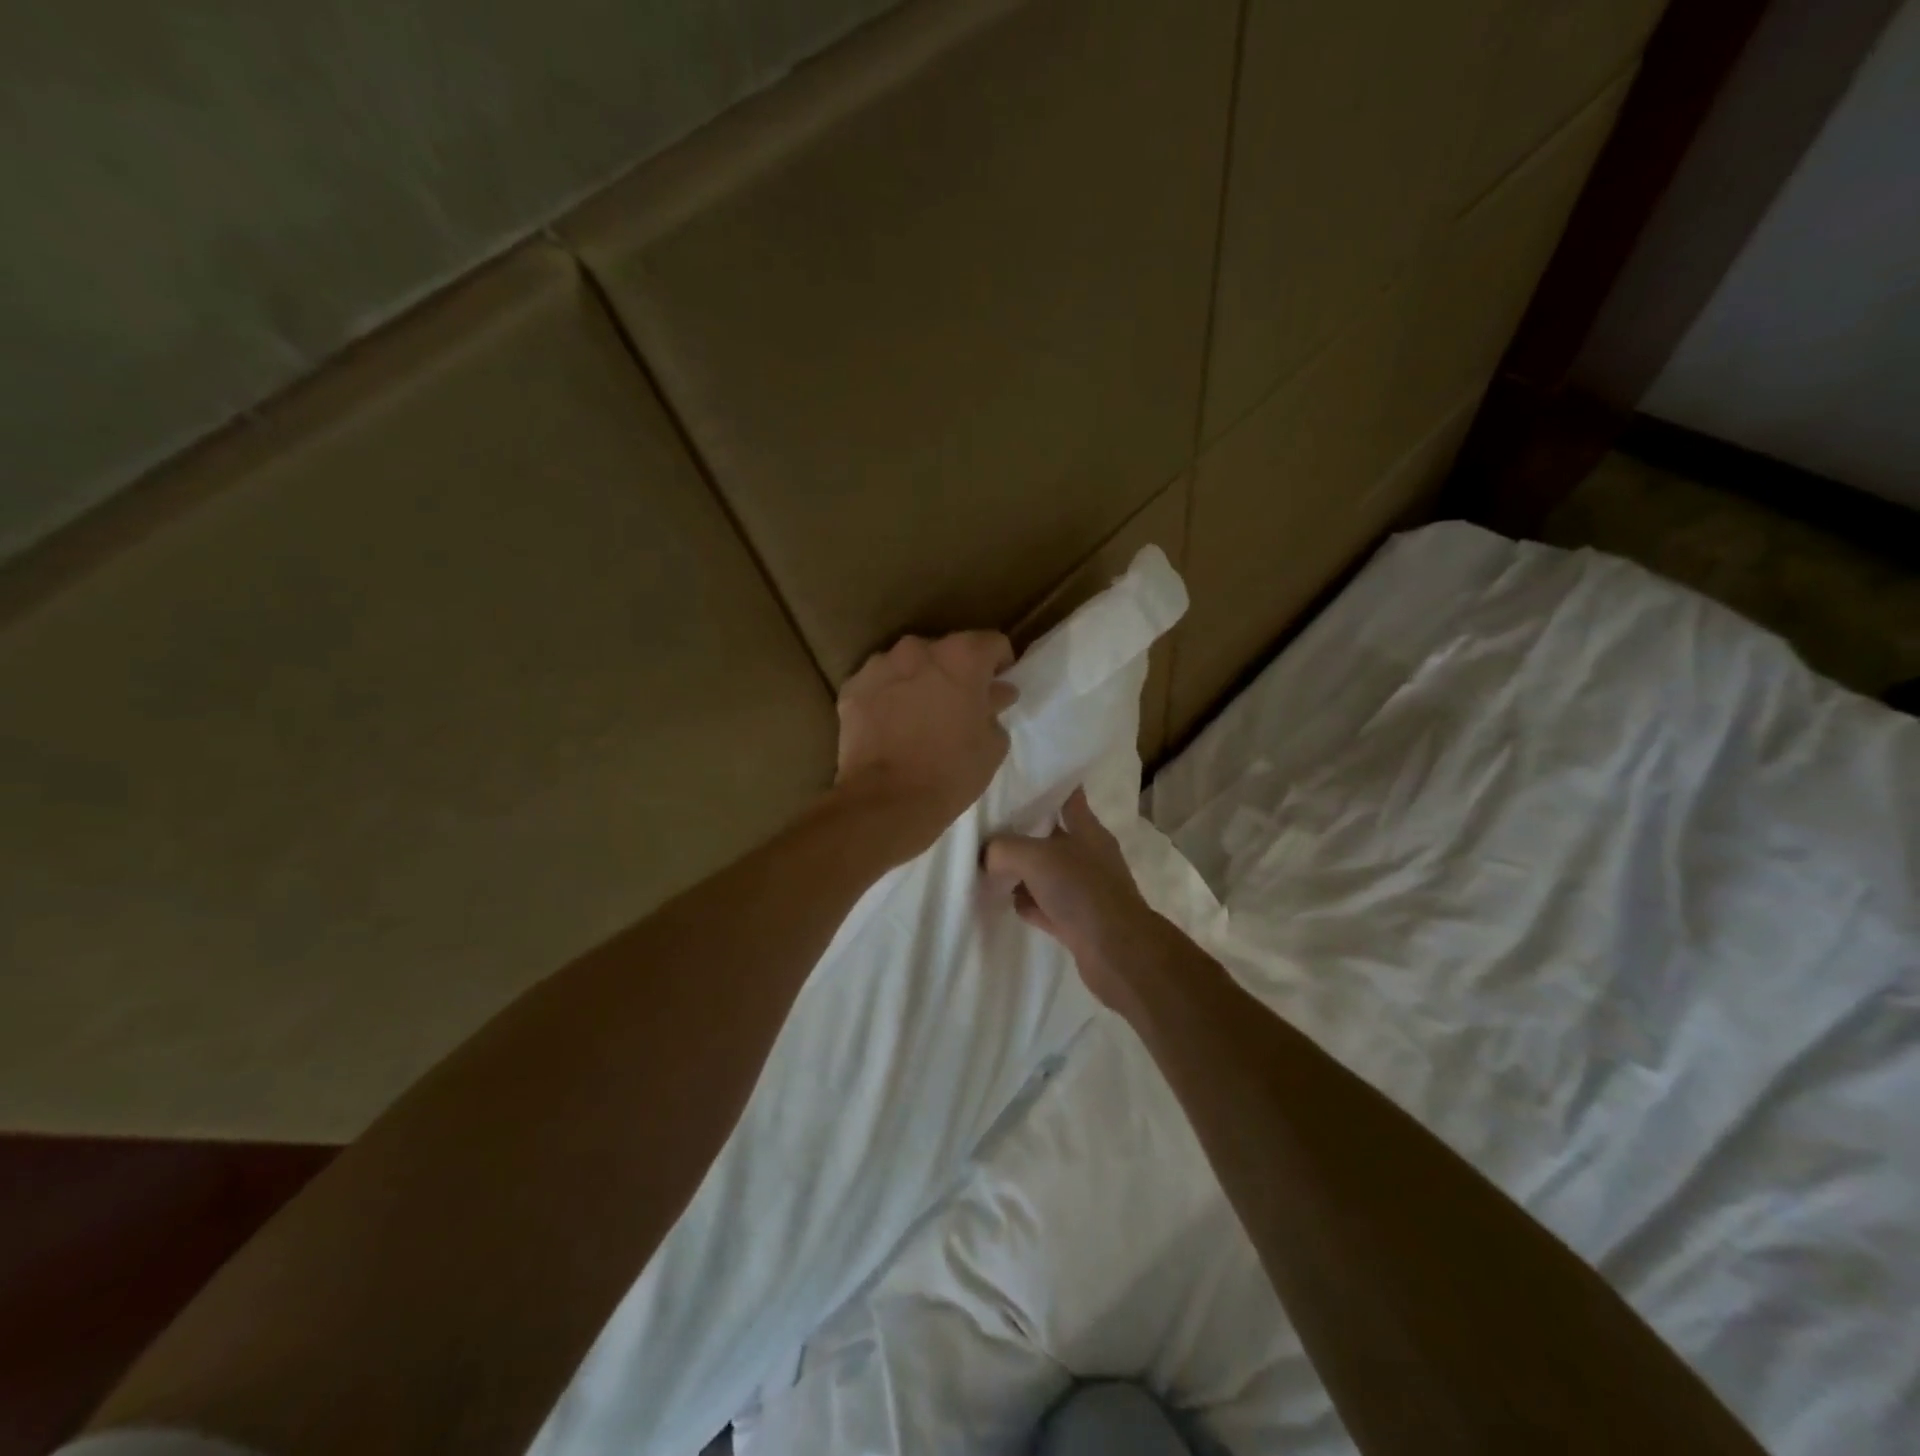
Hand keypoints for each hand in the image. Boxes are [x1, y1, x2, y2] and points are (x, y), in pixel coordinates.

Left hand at [834, 631, 1018, 855]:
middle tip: (957, 705)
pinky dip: (887, 697)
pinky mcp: (852, 688)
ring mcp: (879, 665)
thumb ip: (994, 708)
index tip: (997, 686)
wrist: (886, 801)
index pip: (992, 642)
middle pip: (946, 651)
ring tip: (920, 715)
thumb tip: (995, 693)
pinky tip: (891, 726)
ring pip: (908, 664)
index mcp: (962, 656)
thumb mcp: (992, 745)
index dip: (999, 663)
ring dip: (918, 681)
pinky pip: (878, 684)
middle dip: (955, 672)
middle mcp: (919, 649)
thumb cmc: (951, 772)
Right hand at [984, 787, 1159, 1005]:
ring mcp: (1084, 889)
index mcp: (1087, 829)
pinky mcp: (1077, 920)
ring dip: (1022, 872)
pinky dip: (1029, 903)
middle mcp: (1088, 855)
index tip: (1018, 779)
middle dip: (1022, 832)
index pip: (1068, 796)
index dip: (1047, 786)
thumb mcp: (1034, 857)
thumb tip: (986, 855)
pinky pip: (1045, 904)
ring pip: (1046, 872)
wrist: (1115, 952)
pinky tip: (1008, 902)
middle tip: (989, 827)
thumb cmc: (1080, 891)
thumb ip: (1003, 848)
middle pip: (1051, 835)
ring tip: (989, 866)